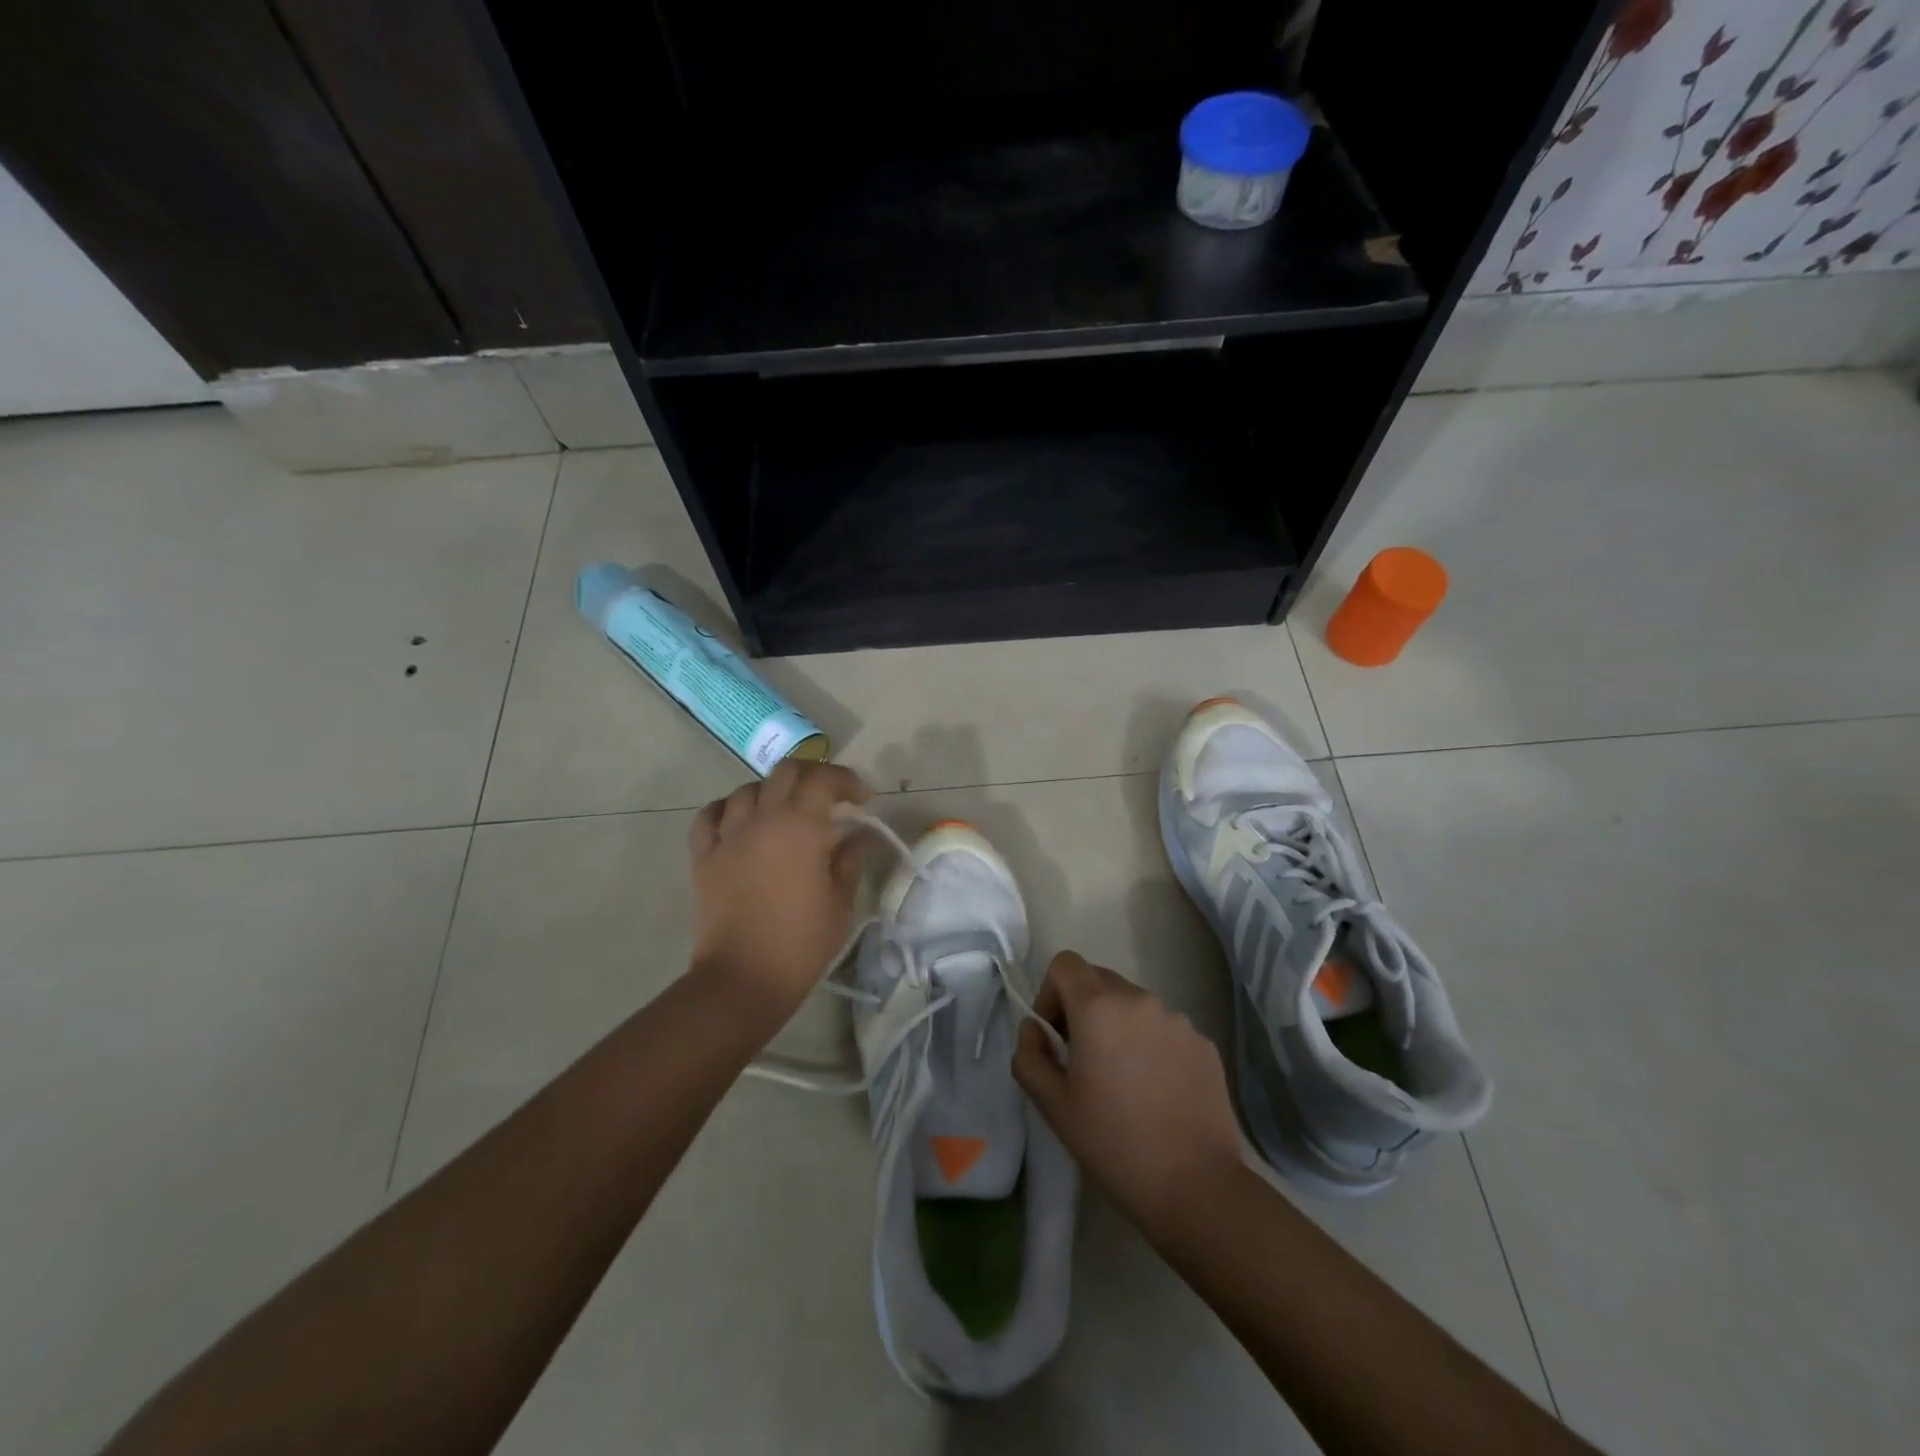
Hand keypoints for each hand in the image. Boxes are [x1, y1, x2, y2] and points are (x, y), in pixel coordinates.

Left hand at [688, 760, 871, 1026]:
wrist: (743, 978)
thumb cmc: (801, 943)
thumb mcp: (840, 902)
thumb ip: (850, 860)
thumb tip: (858, 836)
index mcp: (801, 827)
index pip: (823, 780)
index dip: (846, 780)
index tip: (862, 798)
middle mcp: (762, 819)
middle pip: (785, 772)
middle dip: (812, 775)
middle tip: (828, 796)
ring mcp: (728, 836)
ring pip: (747, 790)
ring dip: (772, 792)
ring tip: (785, 811)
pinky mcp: (704, 857)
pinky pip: (710, 816)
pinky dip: (728, 809)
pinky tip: (740, 821)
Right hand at [1014, 951, 1242, 1239]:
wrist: (1196, 1187)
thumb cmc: (1113, 1143)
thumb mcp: (1053, 1104)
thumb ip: (1030, 1054)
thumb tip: (1034, 1028)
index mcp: (1099, 1006)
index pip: (1065, 964)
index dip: (1051, 993)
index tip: (1055, 1037)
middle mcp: (1140, 1000)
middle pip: (1099, 981)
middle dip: (1082, 1009)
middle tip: (1084, 1060)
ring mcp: (1178, 1020)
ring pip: (1133, 1006)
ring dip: (1119, 1027)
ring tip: (1124, 1081)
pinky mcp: (1204, 1043)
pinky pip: (1164, 1029)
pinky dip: (1151, 1046)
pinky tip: (1157, 1092)